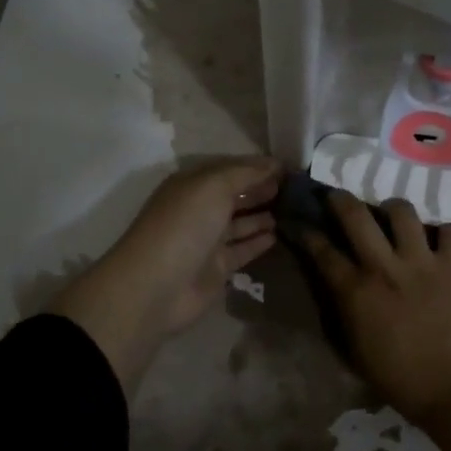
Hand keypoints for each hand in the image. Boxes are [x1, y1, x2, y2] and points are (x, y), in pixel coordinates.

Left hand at [50, 158, 280, 391]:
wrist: (156, 286)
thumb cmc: (184, 225)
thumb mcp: (214, 186)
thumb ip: (246, 173)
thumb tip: (275, 164)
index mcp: (193, 185)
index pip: (230, 169)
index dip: (257, 167)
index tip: (288, 168)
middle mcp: (199, 209)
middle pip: (235, 195)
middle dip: (261, 190)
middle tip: (294, 189)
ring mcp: (207, 240)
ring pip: (240, 223)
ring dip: (262, 215)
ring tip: (292, 210)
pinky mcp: (217, 268)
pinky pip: (243, 249)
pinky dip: (259, 242)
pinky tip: (278, 235)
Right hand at [296, 192, 450, 426]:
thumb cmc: (400, 379)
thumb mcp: (355, 350)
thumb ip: (344, 312)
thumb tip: (339, 289)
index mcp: (356, 291)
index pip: (322, 251)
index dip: (307, 233)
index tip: (300, 223)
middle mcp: (385, 266)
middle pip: (356, 216)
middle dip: (341, 200)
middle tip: (338, 198)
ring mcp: (422, 261)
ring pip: (403, 212)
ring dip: (393, 210)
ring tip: (393, 216)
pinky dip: (444, 234)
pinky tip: (439, 242)